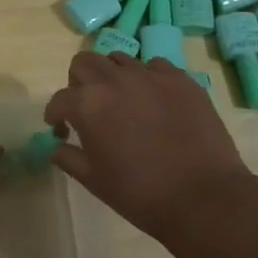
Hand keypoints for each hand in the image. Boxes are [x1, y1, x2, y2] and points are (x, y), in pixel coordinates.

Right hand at [45, 52, 257, 257]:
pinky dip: (147, 79)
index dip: (55, 115)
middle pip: (85, 63)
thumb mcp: (93, 180)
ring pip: (120, 60)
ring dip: (112, 77)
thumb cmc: (140, 193)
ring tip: (122, 101)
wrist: (203, 198)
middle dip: (79, 83)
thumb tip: (56, 145)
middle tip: (88, 108)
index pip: (60, 99)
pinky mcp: (182, 80)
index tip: (60, 129)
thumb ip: (67, 157)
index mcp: (88, 104)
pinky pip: (155, 67)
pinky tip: (153, 102)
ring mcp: (151, 76)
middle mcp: (116, 80)